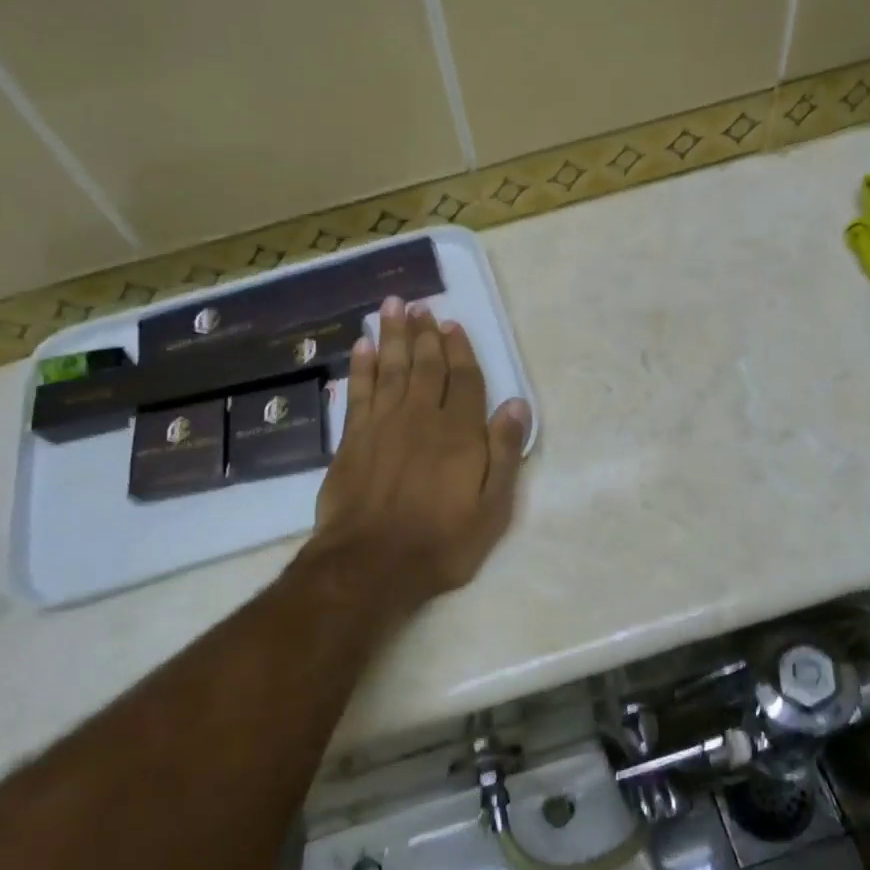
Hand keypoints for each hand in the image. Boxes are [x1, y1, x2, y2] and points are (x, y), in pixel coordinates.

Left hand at [303, 297, 530, 617]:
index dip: (460, 350)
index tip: (453, 324)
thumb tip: (517, 405)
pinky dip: (361, 366)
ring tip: (393, 307)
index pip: (464, 380)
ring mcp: (383, 424)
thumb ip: (504, 453)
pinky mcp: (352, 438)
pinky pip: (358, 390)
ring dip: (393, 335)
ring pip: (391, 368)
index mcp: (460, 433)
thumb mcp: (491, 508)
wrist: (371, 564)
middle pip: (426, 365)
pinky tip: (362, 345)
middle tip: (420, 305)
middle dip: (425, 333)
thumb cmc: (440, 541)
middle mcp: (422, 417)